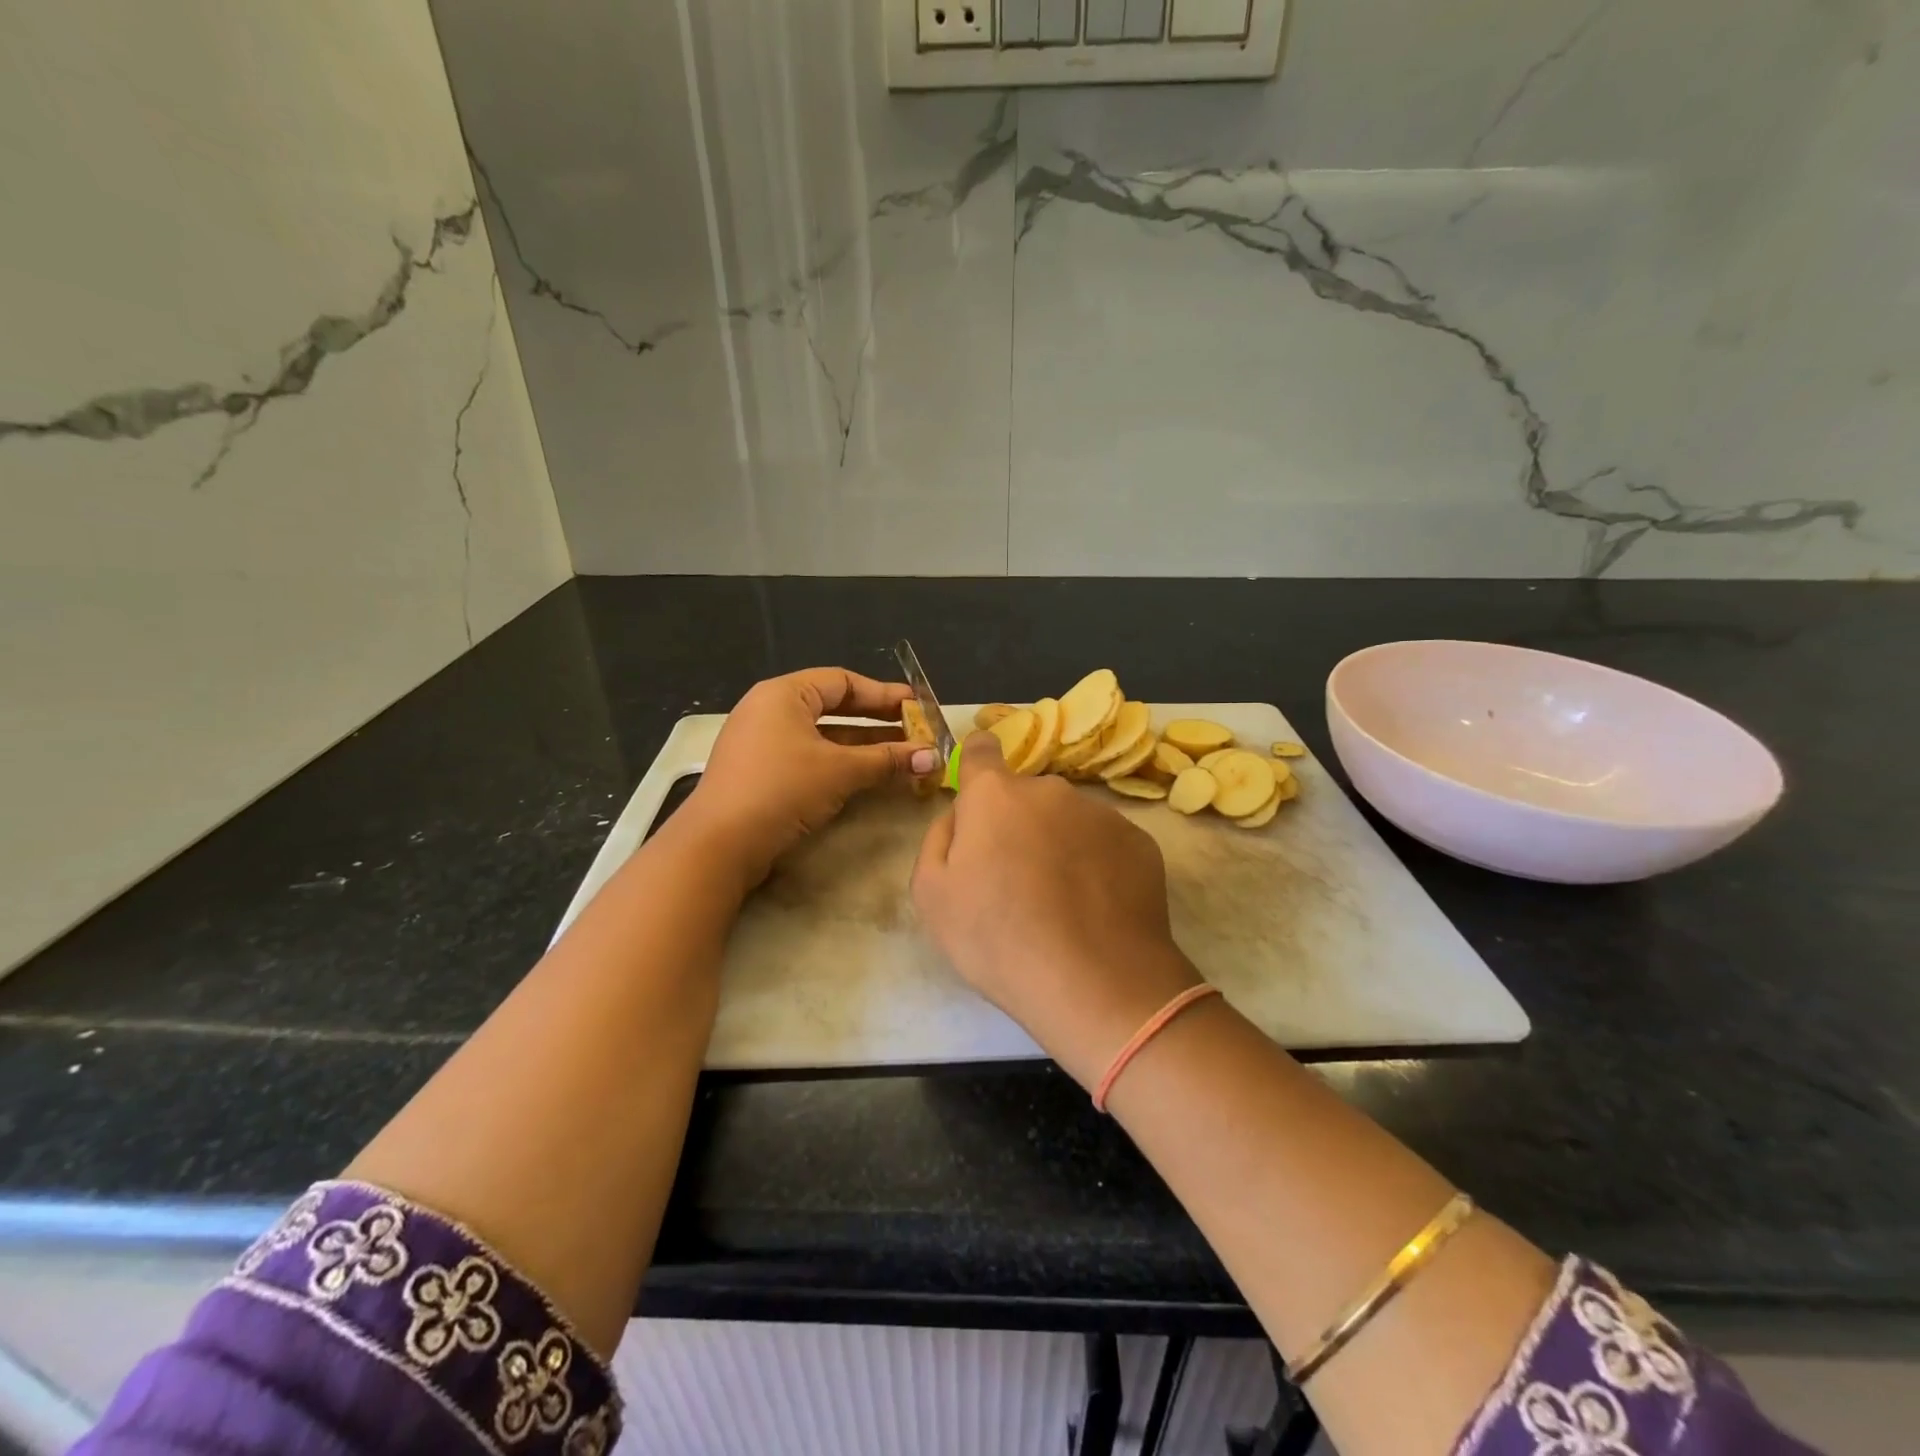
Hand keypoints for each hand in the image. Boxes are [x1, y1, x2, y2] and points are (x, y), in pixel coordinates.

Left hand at [683, 668, 937, 887]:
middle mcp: (770, 710)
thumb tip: (934, 757)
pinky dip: (841, 763)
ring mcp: (763, 743)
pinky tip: (869, 776)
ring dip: (863, 746)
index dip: (883, 694)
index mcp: (784, 694)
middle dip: (877, 721)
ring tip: (903, 756)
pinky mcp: (761, 773)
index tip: (916, 706)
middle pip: (834, 707)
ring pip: (824, 736)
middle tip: (914, 730)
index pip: (842, 681)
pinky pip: (810, 757)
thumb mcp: (840, 770)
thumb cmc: (782, 789)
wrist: (719, 844)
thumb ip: (887, 760)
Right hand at [911, 732, 1202, 1086]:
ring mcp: (1100, 813)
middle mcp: (1050, 789)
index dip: (977, 765)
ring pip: (1068, 820)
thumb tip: (960, 816)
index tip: (980, 796)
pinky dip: (1096, 865)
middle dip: (1017, 825)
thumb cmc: (997, 937)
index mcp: (995, 795)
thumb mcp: (932, 895)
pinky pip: (1105, 844)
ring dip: (1059, 845)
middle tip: (1016, 881)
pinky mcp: (1140, 842)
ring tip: (1061, 904)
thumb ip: (939, 838)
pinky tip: (1094, 910)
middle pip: (1025, 797)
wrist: (1095, 982)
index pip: (982, 750)